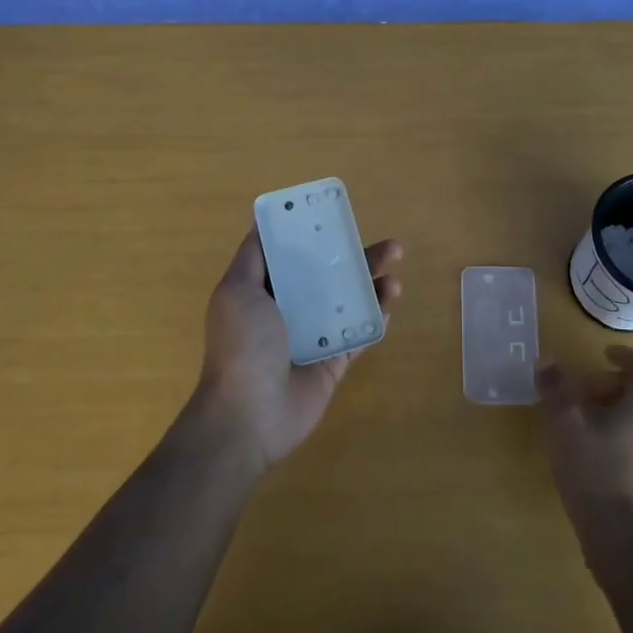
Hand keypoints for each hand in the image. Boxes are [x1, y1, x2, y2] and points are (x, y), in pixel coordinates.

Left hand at [193, 228, 402, 474]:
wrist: (249, 416)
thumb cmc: (243, 345)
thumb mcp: (237, 290)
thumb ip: (253, 256)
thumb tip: (262, 220)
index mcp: (263, 290)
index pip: (293, 254)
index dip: (315, 234)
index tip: (340, 216)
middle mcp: (289, 309)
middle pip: (329, 275)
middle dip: (357, 257)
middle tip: (391, 246)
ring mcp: (314, 336)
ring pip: (349, 302)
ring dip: (372, 285)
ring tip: (396, 272)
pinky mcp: (333, 361)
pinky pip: (359, 334)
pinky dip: (375, 316)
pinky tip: (390, 300)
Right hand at [537, 347, 632, 540]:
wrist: (618, 536)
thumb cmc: (593, 469)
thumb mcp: (565, 423)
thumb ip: (556, 387)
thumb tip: (546, 359)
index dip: (626, 355)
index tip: (603, 354)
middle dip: (615, 383)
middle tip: (584, 389)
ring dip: (618, 408)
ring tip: (585, 418)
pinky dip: (623, 431)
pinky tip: (595, 448)